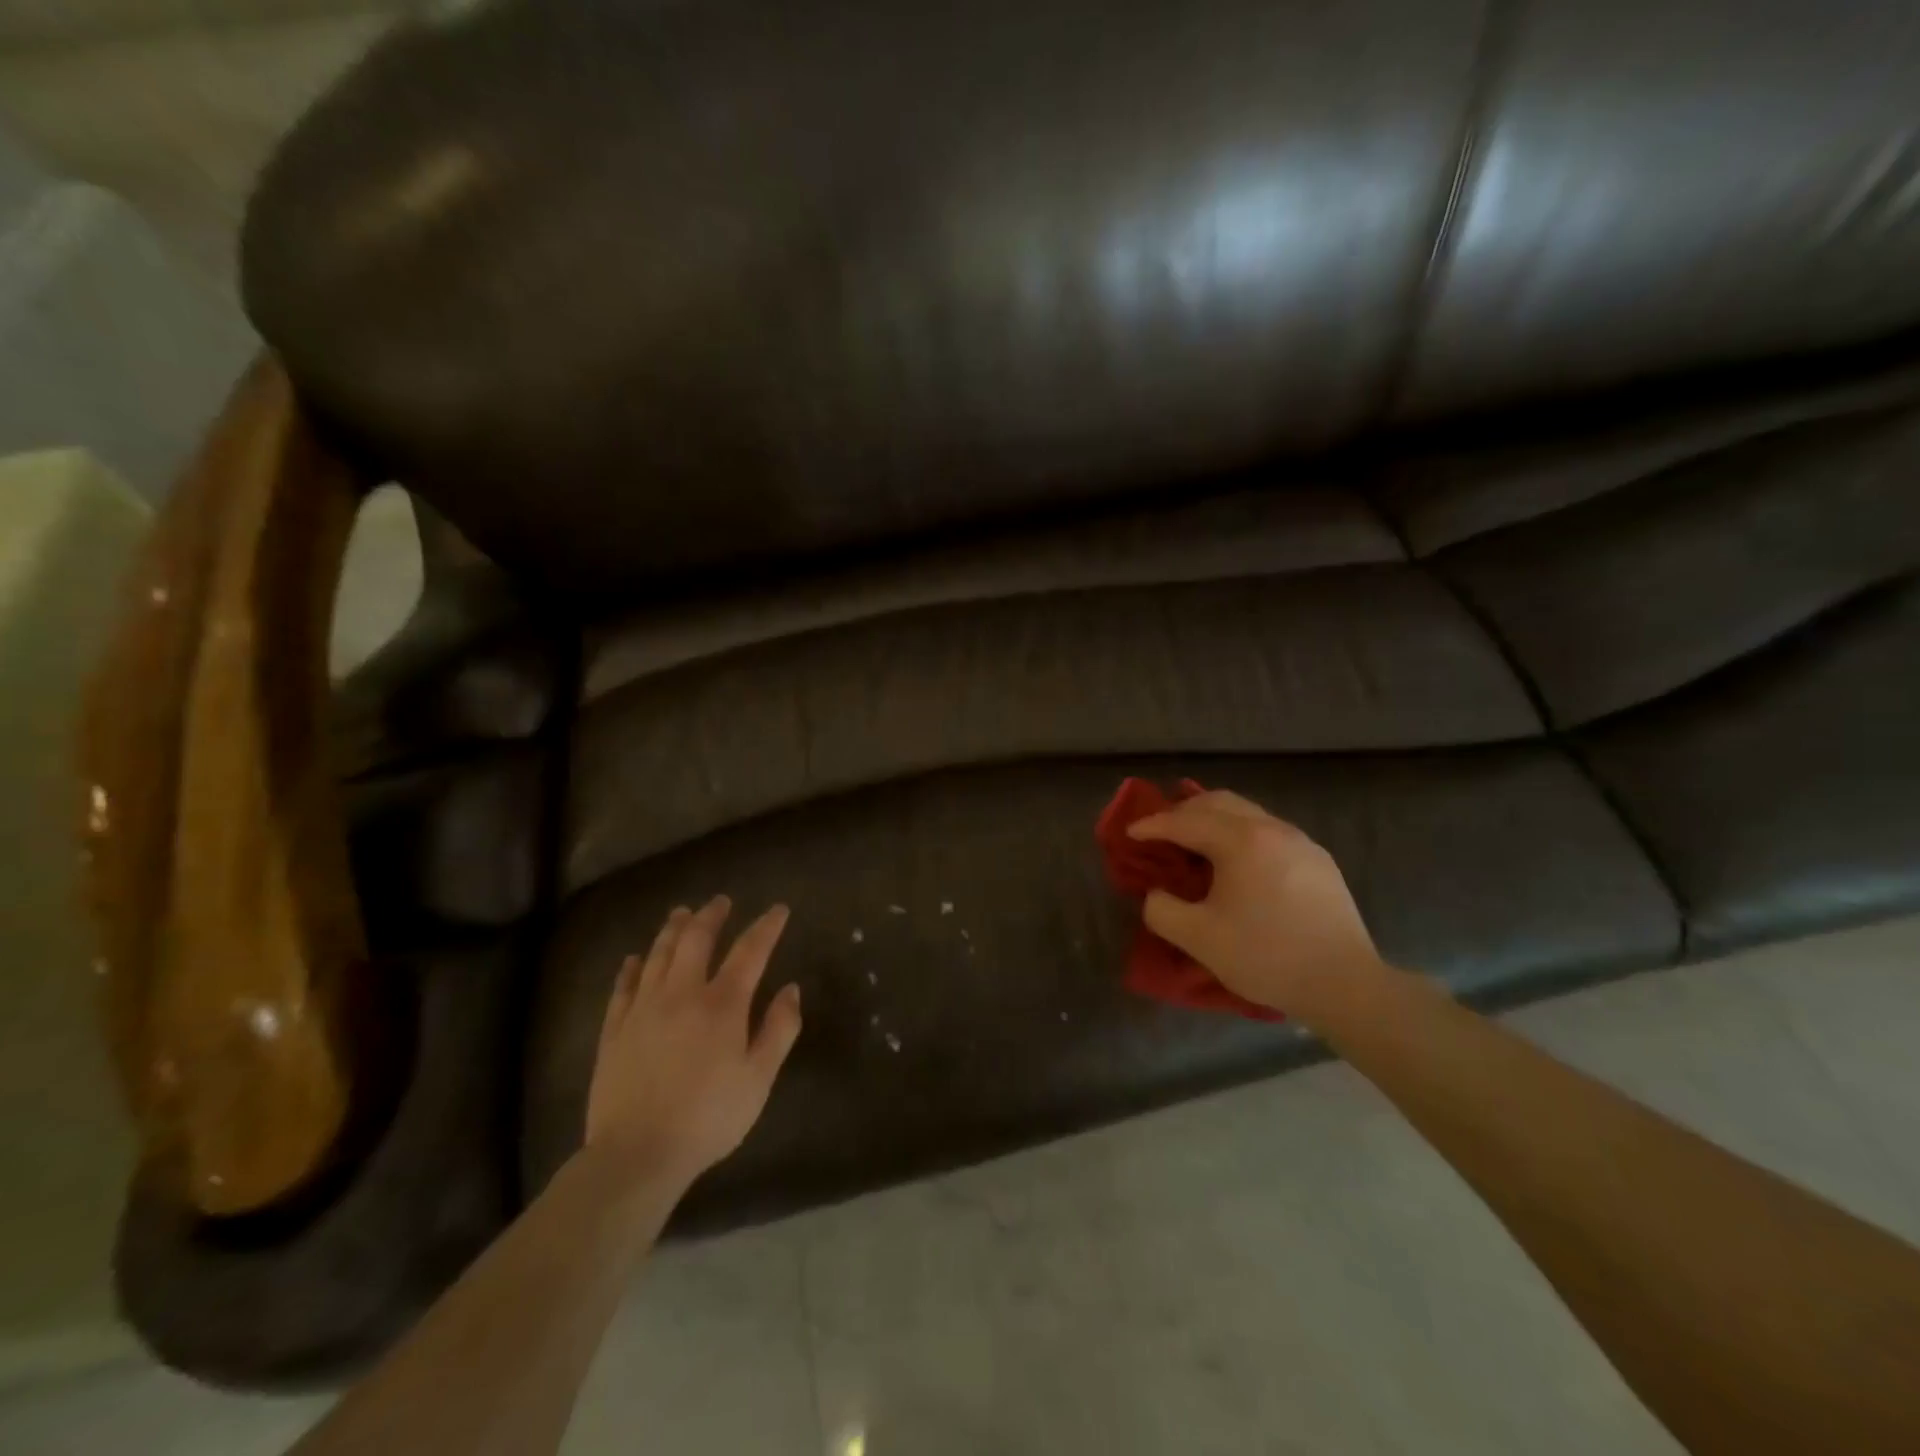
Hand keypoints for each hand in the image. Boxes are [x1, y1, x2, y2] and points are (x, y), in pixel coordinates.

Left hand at [585, 896, 802, 1192]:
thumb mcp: (759, 1079)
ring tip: (682, 913)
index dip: (766, 927)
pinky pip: (623, 988)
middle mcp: (681, 994)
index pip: (749, 951)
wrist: (637, 1154)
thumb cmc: (708, 1117)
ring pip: (658, 955)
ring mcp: (643, 1010)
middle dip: (711, 916)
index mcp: (722, 1004)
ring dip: (672, 930)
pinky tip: (634, 959)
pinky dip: (631, 968)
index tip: (778, 910)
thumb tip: (790, 988)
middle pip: (696, 941)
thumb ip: (779, 1029)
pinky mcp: (614, 1031)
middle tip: (721, 902)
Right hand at [1128, 790, 1384, 1021]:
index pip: (1185, 822)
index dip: (1153, 826)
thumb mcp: (1198, 938)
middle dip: (1184, 812)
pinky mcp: (1319, 862)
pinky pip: (1270, 832)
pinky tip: (1238, 864)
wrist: (1345, 984)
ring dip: (1215, 821)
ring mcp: (1301, 842)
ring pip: (1248, 814)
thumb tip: (1157, 894)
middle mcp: (1272, 829)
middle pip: (1219, 803)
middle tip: (1161, 832)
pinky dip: (1241, 835)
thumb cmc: (1266, 956)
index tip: (1130, 833)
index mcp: (1241, 841)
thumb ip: (1162, 910)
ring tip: (1196, 843)